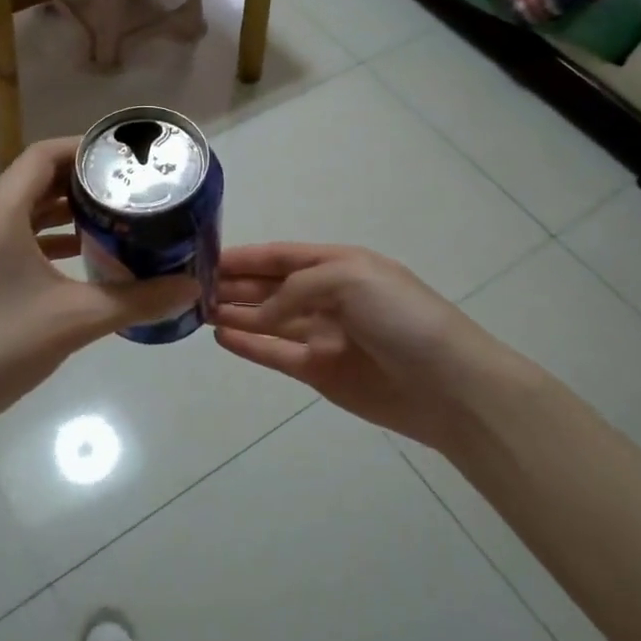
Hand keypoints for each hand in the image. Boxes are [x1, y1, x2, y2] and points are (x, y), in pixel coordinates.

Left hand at [0, 138, 198, 424]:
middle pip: (33, 181)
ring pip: (24, 212)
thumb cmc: (1, 347)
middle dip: (81, 182)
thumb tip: (191, 288)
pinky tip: (81, 258)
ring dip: (65, 211)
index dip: (82, 149)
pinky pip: (14, 239)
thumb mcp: (77, 319)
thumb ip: (138, 300)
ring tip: (113, 218)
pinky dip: (48, 239)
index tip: (122, 157)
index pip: (41, 157)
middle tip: (127, 188)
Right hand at [213, 244, 547, 451]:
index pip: (282, 256)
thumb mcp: (349, 278)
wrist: (447, 384)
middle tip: (192, 287)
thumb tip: (261, 313)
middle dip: (235, 284)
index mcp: (340, 265)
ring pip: (269, 320)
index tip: (205, 258)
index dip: (246, 256)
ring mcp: (323, 336)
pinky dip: (250, 345)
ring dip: (237, 313)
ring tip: (199, 310)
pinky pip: (276, 353)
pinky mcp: (320, 372)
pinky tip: (222, 337)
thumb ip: (296, 288)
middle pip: (271, 287)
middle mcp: (328, 297)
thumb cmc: (401, 317)